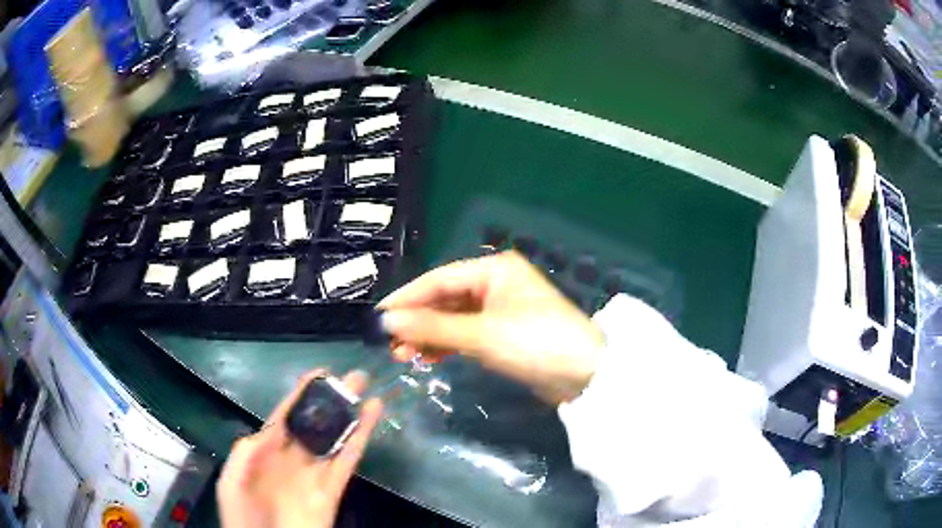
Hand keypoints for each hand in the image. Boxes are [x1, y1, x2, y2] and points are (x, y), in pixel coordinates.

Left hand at [217, 370, 382, 527]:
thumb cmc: (244, 518)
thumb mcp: (232, 483)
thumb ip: (245, 454)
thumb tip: (270, 430)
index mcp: (265, 453)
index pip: (285, 418)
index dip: (300, 395)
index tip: (319, 374)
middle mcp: (292, 459)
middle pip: (314, 424)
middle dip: (331, 400)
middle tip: (350, 378)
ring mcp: (314, 474)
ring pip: (335, 439)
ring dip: (350, 415)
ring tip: (365, 390)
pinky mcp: (332, 490)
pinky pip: (348, 461)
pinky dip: (360, 439)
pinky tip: (370, 417)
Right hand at [378, 251, 604, 403]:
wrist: (585, 374)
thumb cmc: (534, 342)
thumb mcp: (481, 334)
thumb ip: (432, 327)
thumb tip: (386, 322)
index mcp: (493, 269)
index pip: (439, 279)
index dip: (406, 298)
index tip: (378, 317)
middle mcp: (496, 283)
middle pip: (445, 299)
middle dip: (417, 321)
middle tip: (391, 345)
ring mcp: (500, 309)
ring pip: (454, 318)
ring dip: (430, 335)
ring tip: (405, 356)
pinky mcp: (505, 333)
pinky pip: (467, 333)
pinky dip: (448, 344)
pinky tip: (430, 357)